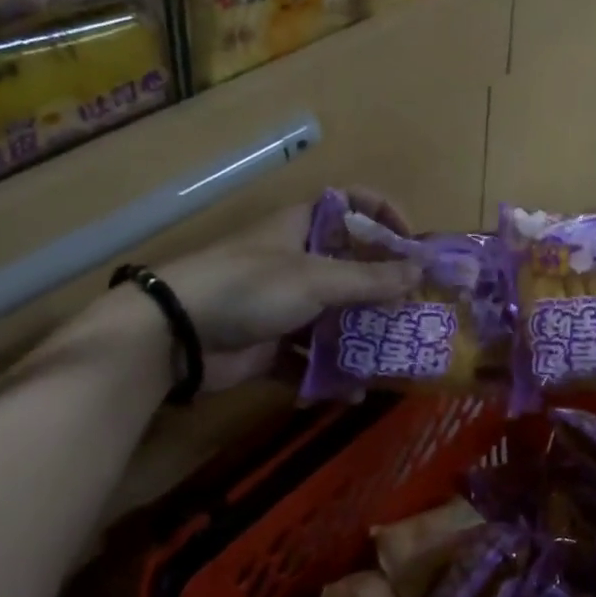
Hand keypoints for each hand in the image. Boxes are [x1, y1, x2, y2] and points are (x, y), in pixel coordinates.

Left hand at [156, 188, 420, 390]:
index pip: (352, 205)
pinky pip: (310, 358)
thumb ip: (369, 279)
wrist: (176, 334)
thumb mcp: (314, 278)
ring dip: (362, 336)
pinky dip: (330, 374)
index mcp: (303, 227)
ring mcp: (283, 305)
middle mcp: (297, 261)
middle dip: (384, 290)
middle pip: (351, 267)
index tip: (413, 246)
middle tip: (418, 312)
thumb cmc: (249, 288)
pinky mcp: (272, 345)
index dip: (384, 216)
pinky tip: (353, 391)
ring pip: (334, 317)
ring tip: (396, 356)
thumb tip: (419, 271)